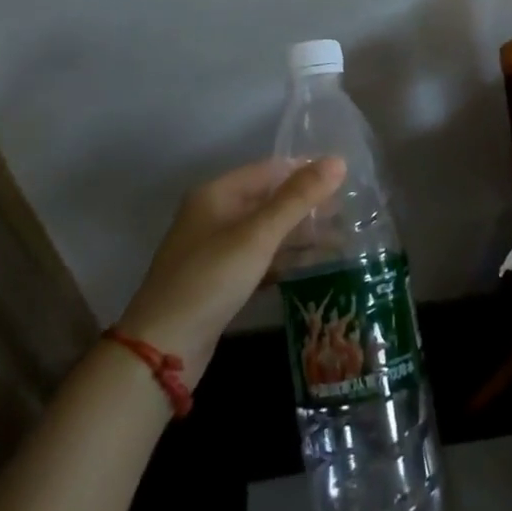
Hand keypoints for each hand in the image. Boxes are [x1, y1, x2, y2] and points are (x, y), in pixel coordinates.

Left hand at [115, 157, 345, 382]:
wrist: (162, 349)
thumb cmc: (210, 279)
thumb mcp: (258, 235)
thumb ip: (298, 198)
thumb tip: (337, 161)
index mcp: (217, 194)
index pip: (269, 169)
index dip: (306, 171)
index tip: (345, 178)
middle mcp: (214, 215)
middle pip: (269, 200)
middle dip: (307, 205)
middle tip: (349, 212)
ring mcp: (215, 249)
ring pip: (267, 232)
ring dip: (300, 234)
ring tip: (341, 239)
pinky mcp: (220, 280)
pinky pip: (260, 258)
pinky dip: (285, 259)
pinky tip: (313, 266)